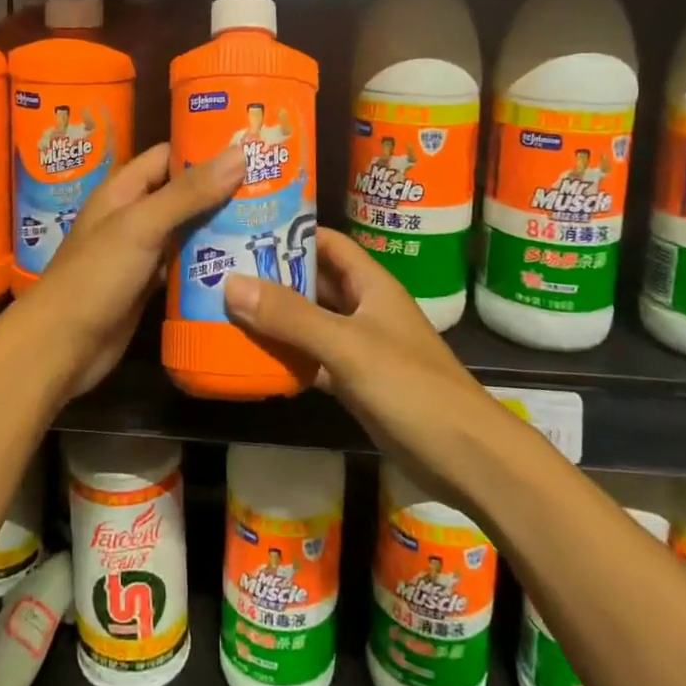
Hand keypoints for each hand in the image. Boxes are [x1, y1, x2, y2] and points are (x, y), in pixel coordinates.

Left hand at [18, 142, 244, 399]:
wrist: (61, 347)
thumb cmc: (96, 276)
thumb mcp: (142, 225)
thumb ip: (189, 192)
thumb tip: (240, 153)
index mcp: (123, 189)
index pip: (169, 155)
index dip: (206, 148)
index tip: (250, 145)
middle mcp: (133, 215)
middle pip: (183, 192)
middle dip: (222, 188)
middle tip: (273, 184)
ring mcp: (141, 251)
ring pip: (187, 229)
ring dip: (220, 225)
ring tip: (269, 217)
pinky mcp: (149, 284)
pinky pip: (184, 264)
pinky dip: (209, 261)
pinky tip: (245, 260)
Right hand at [223, 230, 509, 502]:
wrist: (466, 458)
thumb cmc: (410, 387)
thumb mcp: (347, 346)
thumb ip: (291, 316)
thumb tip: (230, 283)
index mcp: (370, 284)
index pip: (326, 242)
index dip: (289, 232)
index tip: (244, 227)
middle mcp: (364, 308)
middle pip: (313, 281)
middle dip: (272, 275)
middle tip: (220, 270)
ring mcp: (360, 347)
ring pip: (310, 322)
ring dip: (275, 317)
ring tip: (224, 309)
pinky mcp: (355, 383)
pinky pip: (312, 359)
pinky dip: (286, 357)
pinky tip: (250, 358)